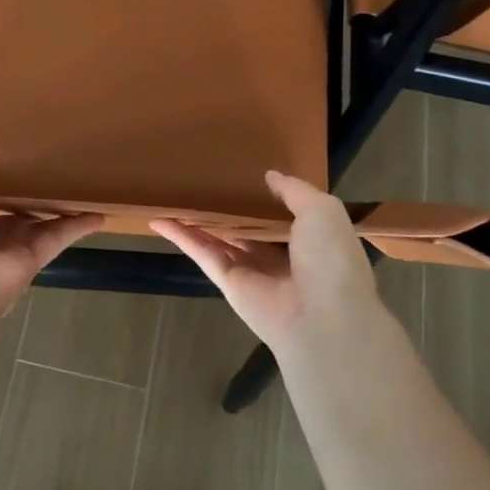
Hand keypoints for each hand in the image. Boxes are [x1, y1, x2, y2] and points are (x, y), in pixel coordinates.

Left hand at [0, 149, 102, 318]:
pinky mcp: (31, 263)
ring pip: (38, 224)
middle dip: (28, 194)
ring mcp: (6, 251)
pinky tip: (98, 213)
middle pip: (9, 211)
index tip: (13, 160)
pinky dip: (77, 227)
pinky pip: (57, 239)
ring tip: (81, 187)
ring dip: (58, 208)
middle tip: (53, 170)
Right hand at [152, 171, 379, 349]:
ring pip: (219, 238)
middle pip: (246, 226)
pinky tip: (160, 220)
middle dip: (227, 207)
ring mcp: (250, 269)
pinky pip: (202, 254)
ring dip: (197, 219)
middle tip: (203, 179)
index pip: (282, 214)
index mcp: (308, 239)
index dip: (264, 196)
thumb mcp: (323, 211)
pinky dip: (181, 237)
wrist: (323, 317)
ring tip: (174, 195)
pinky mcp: (227, 282)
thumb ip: (295, 190)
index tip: (244, 172)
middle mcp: (279, 255)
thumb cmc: (330, 258)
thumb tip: (270, 176)